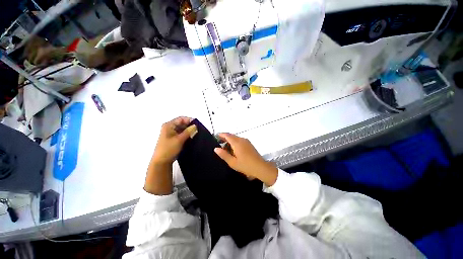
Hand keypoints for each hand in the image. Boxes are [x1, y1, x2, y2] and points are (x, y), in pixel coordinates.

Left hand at [151, 116, 195, 164]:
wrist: (161, 162)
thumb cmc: (168, 149)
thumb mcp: (179, 139)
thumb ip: (188, 132)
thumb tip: (195, 126)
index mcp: (168, 125)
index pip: (181, 119)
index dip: (189, 120)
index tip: (197, 124)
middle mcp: (169, 128)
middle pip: (182, 123)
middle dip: (190, 126)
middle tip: (198, 130)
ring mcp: (171, 133)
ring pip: (182, 129)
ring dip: (189, 131)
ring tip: (196, 134)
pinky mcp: (173, 139)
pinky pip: (182, 134)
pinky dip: (187, 135)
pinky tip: (192, 137)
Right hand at [214, 133, 277, 186]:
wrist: (261, 167)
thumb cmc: (245, 165)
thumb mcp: (232, 162)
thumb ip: (224, 155)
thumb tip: (216, 148)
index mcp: (237, 143)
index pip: (227, 135)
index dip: (221, 135)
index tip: (216, 136)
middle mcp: (242, 139)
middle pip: (232, 136)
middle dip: (225, 137)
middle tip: (219, 142)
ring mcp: (246, 141)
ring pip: (236, 138)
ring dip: (230, 140)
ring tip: (225, 147)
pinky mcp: (249, 144)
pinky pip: (240, 140)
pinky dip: (235, 142)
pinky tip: (233, 149)